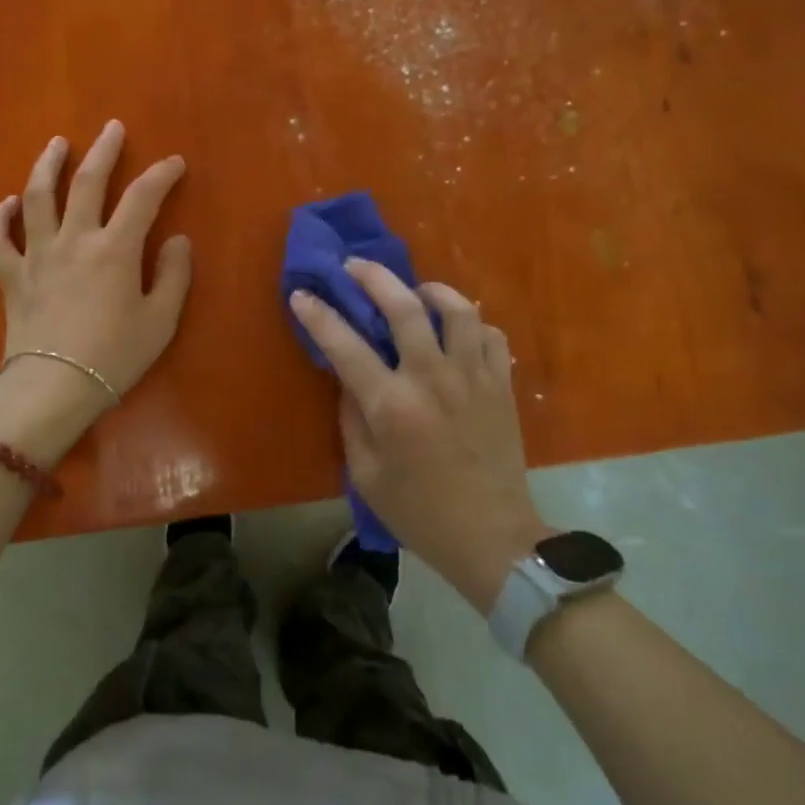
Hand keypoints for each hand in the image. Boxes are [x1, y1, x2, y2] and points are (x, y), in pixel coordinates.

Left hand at [0, 121, 191, 441]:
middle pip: (88, 182)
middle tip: (112, 128)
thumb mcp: (160, 321)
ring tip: (56, 144)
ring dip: (47, 165)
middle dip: (104, 150)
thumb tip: (178, 240)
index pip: (143, 197)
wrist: (53, 387)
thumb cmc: (114, 357)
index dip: (162, 175)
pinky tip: (5, 204)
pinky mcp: (10, 275)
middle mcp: (74, 239)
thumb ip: (174, 276)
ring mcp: (37, 254)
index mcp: (116, 249)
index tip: (175, 163)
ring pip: (37, 197)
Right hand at [289, 261, 550, 612]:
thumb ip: (352, 418)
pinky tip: (456, 330)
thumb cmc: (420, 512)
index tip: (301, 295)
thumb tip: (347, 379)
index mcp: (392, 405)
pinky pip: (490, 335)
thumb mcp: (366, 474)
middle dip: (373, 277)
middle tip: (354, 265)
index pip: (346, 345)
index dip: (319, 315)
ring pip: (457, 309)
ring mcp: (474, 377)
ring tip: (414, 291)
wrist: (493, 538)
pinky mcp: (502, 385)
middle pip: (404, 306)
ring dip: (430, 290)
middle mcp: (433, 379)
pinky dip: (471, 323)